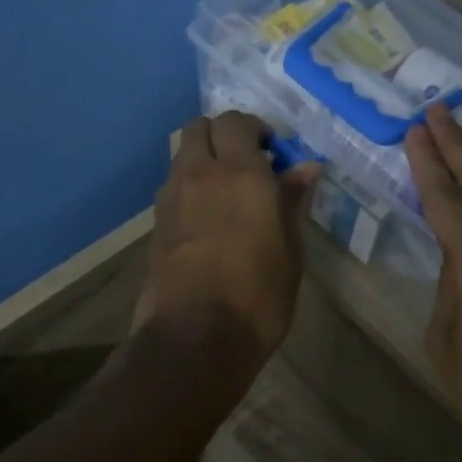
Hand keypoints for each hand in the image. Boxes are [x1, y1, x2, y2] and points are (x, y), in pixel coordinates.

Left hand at [133, 112, 321, 373]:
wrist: (193, 340)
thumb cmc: (257, 298)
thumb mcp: (290, 251)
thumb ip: (292, 202)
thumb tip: (306, 167)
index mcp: (241, 175)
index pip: (237, 122)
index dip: (256, 129)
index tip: (274, 153)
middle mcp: (201, 175)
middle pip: (199, 127)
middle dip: (223, 134)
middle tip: (248, 162)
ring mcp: (172, 198)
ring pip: (182, 154)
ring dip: (203, 158)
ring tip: (227, 191)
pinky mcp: (155, 223)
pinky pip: (173, 184)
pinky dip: (190, 185)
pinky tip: (207, 217)